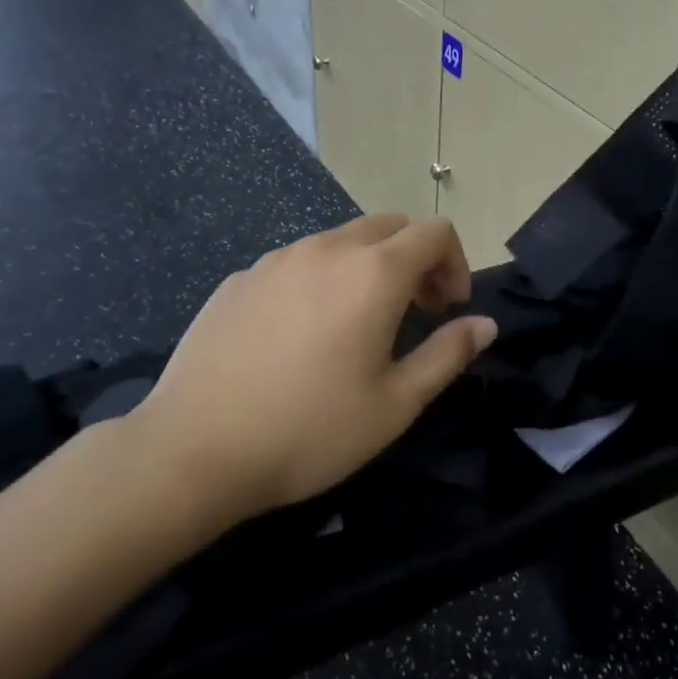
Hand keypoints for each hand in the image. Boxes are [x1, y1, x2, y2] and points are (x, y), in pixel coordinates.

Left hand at [126, 215, 496, 532]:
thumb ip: (448, 354)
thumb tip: (485, 324)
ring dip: (368, 268)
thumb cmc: (310, 431)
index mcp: (373, 273)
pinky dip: (320, 280)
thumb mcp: (395, 403)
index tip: (449, 310)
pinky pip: (297, 263)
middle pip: (390, 227)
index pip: (435, 232)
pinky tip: (300, 336)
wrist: (192, 451)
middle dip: (416, 260)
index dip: (455, 263)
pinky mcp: (240, 279)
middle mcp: (327, 249)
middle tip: (416, 313)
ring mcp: (276, 260)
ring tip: (358, 326)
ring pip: (341, 241)